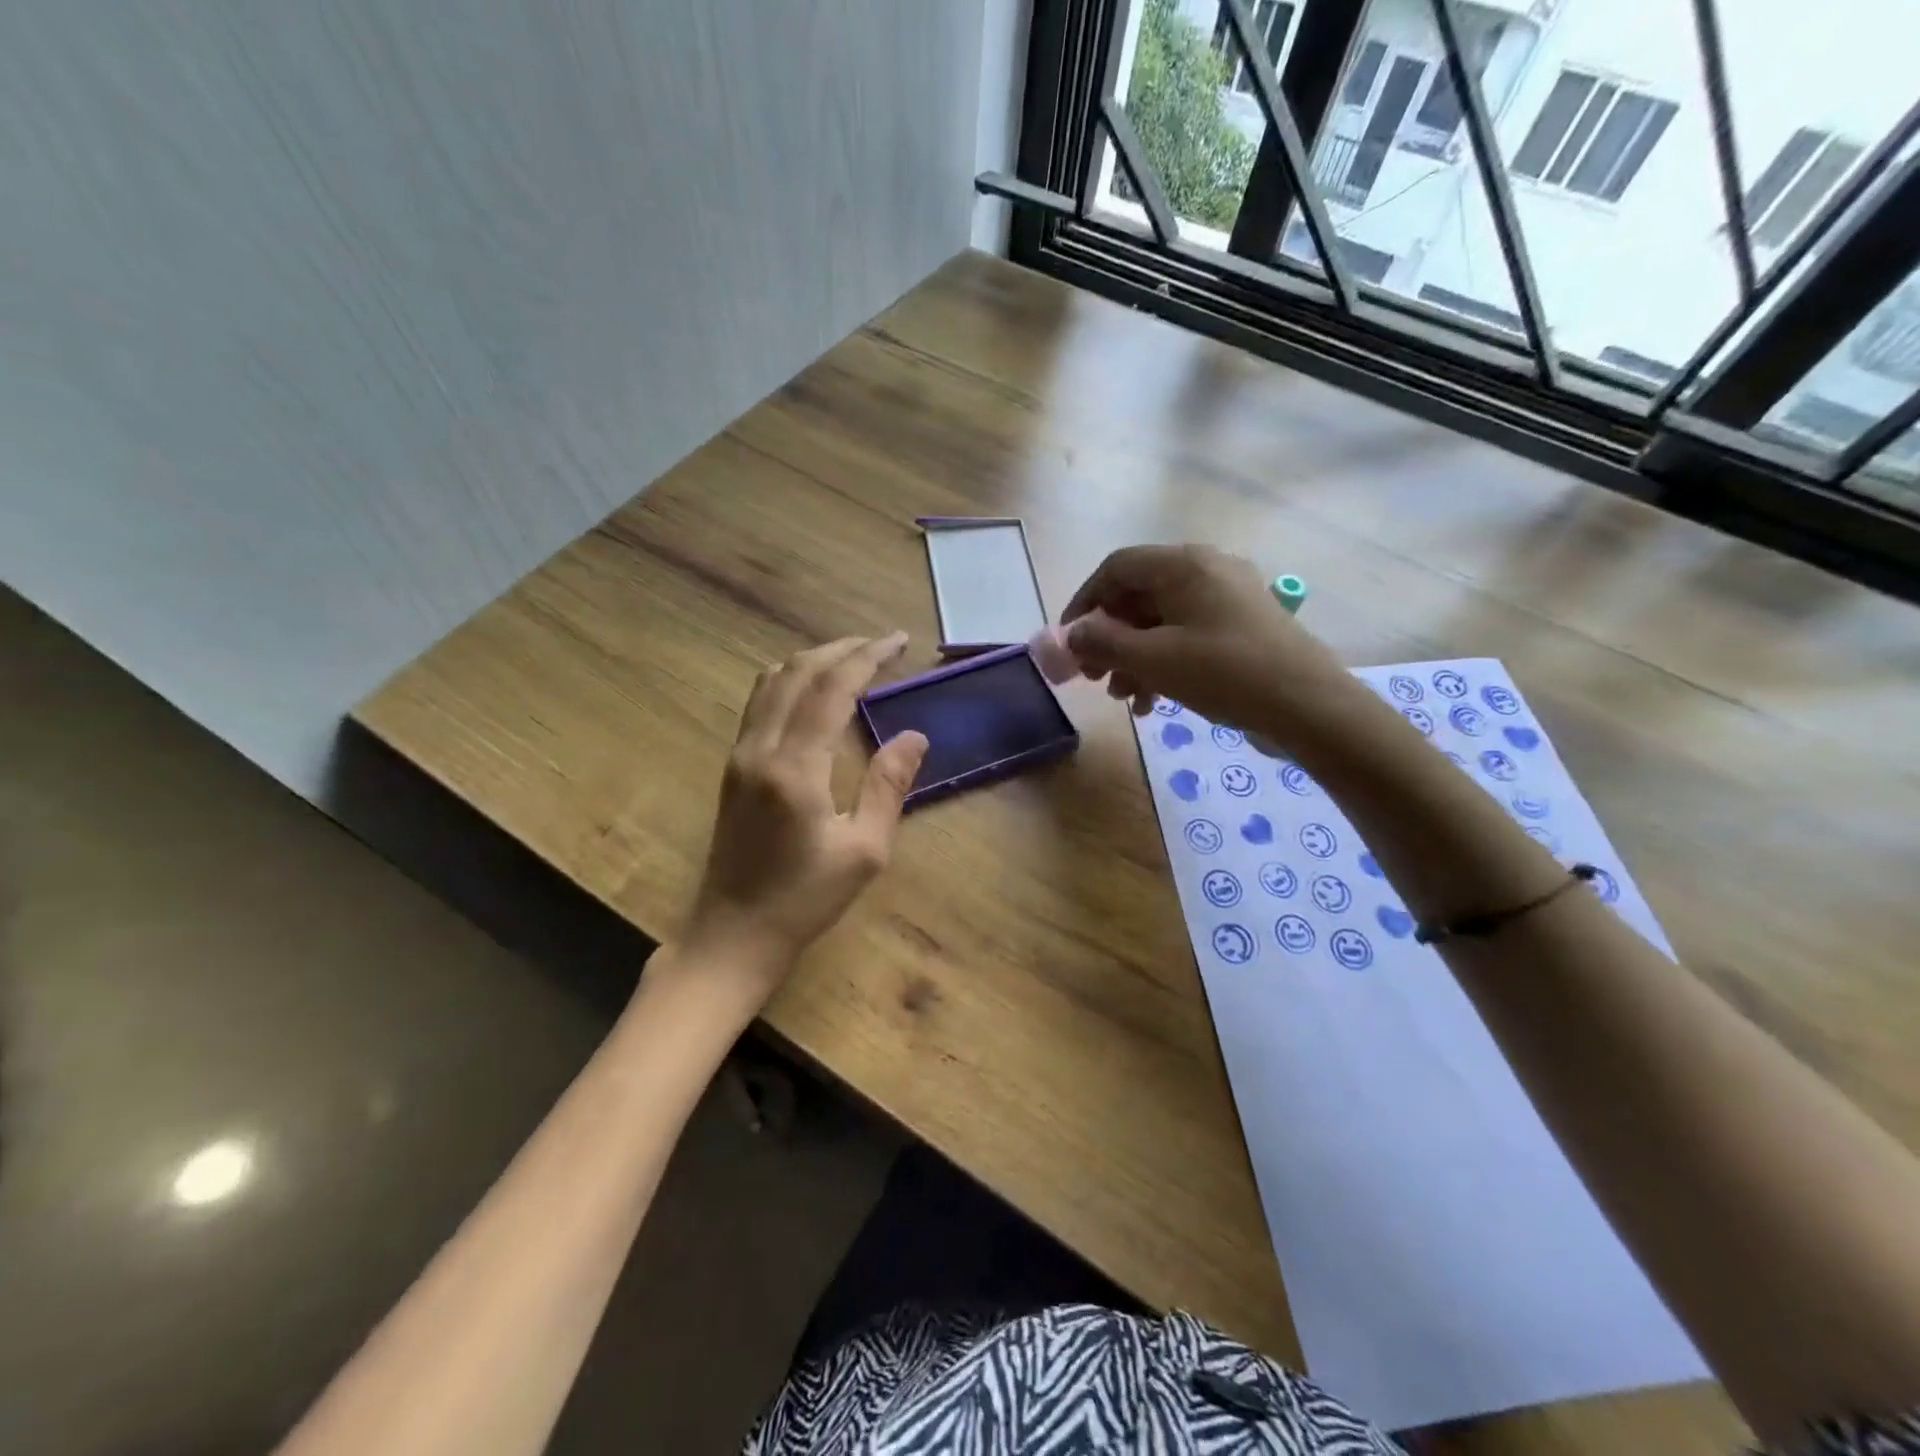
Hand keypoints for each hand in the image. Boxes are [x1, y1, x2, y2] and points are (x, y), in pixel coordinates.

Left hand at [679, 633, 927, 996]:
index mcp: (795, 769)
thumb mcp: (865, 851)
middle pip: (796, 672)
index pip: (831, 689)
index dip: (867, 658)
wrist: (734, 934)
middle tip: (882, 644)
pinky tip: (815, 692)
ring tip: (853, 659)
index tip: (899, 642)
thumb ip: (889, 786)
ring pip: (771, 682)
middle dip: (841, 649)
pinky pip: (760, 703)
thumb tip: (915, 736)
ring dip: (813, 661)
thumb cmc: (805, 900)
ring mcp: (739, 756)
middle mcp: (759, 749)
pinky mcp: (733, 767)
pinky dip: (791, 681)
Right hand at [1063, 545, 1348, 734]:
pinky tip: (1153, 703)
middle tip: (1092, 676)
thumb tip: (1071, 635)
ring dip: (1133, 657)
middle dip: (1109, 638)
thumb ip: (1103, 642)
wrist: (1309, 706)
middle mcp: (1206, 571)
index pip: (1116, 567)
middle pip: (1138, 596)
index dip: (1085, 602)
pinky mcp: (1241, 627)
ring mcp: (1227, 599)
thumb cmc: (1225, 673)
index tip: (1069, 641)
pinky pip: (1187, 636)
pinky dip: (1163, 664)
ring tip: (1122, 697)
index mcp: (1185, 565)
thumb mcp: (1154, 659)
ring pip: (1161, 621)